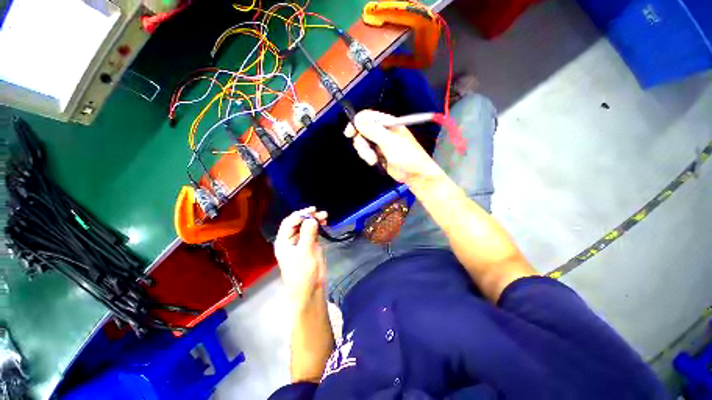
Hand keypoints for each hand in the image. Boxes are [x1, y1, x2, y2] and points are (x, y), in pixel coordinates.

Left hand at [274, 207, 328, 307]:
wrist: (309, 289)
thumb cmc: (302, 272)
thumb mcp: (304, 252)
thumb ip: (308, 234)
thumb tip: (312, 219)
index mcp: (283, 241)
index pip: (289, 222)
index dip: (300, 214)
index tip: (313, 211)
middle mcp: (291, 240)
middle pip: (298, 223)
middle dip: (309, 217)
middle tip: (322, 214)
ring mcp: (301, 243)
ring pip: (306, 227)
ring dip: (315, 221)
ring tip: (325, 217)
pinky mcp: (310, 246)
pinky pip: (313, 233)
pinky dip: (318, 227)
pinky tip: (324, 224)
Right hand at [345, 110, 441, 184]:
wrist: (415, 174)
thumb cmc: (407, 156)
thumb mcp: (390, 143)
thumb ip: (374, 131)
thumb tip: (357, 120)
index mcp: (388, 123)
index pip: (368, 116)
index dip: (357, 122)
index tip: (349, 133)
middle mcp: (383, 131)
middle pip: (362, 131)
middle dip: (362, 143)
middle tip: (368, 153)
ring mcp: (380, 143)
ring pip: (363, 143)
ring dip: (365, 152)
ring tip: (374, 161)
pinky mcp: (378, 154)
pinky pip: (366, 152)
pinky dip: (367, 157)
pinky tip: (375, 162)